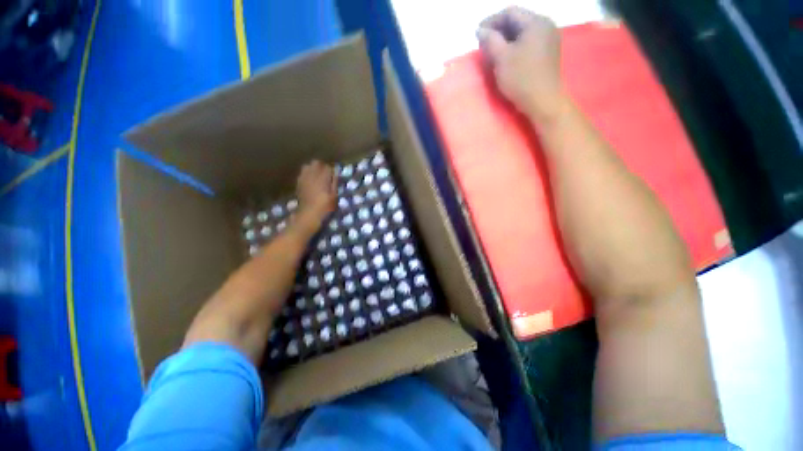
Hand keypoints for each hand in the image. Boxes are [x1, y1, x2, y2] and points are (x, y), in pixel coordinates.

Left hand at [295, 160, 336, 231]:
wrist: (309, 214)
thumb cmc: (325, 206)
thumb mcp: (334, 195)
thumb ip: (334, 182)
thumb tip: (334, 173)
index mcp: (322, 177)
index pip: (327, 167)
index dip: (330, 170)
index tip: (333, 174)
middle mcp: (312, 175)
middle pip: (315, 163)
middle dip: (320, 166)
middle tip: (325, 173)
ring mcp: (303, 178)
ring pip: (307, 166)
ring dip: (312, 169)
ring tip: (316, 176)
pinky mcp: (298, 183)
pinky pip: (302, 174)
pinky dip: (306, 174)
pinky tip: (310, 182)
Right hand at [477, 7, 567, 120]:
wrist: (543, 101)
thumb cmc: (521, 79)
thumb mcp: (501, 58)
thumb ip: (490, 40)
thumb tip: (480, 30)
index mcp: (536, 22)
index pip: (510, 12)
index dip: (491, 20)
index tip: (477, 32)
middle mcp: (545, 25)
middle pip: (518, 21)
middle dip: (499, 29)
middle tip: (484, 42)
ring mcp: (549, 39)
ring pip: (523, 32)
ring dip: (506, 38)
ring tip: (493, 50)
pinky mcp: (548, 52)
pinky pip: (529, 42)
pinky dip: (516, 45)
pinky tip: (507, 56)